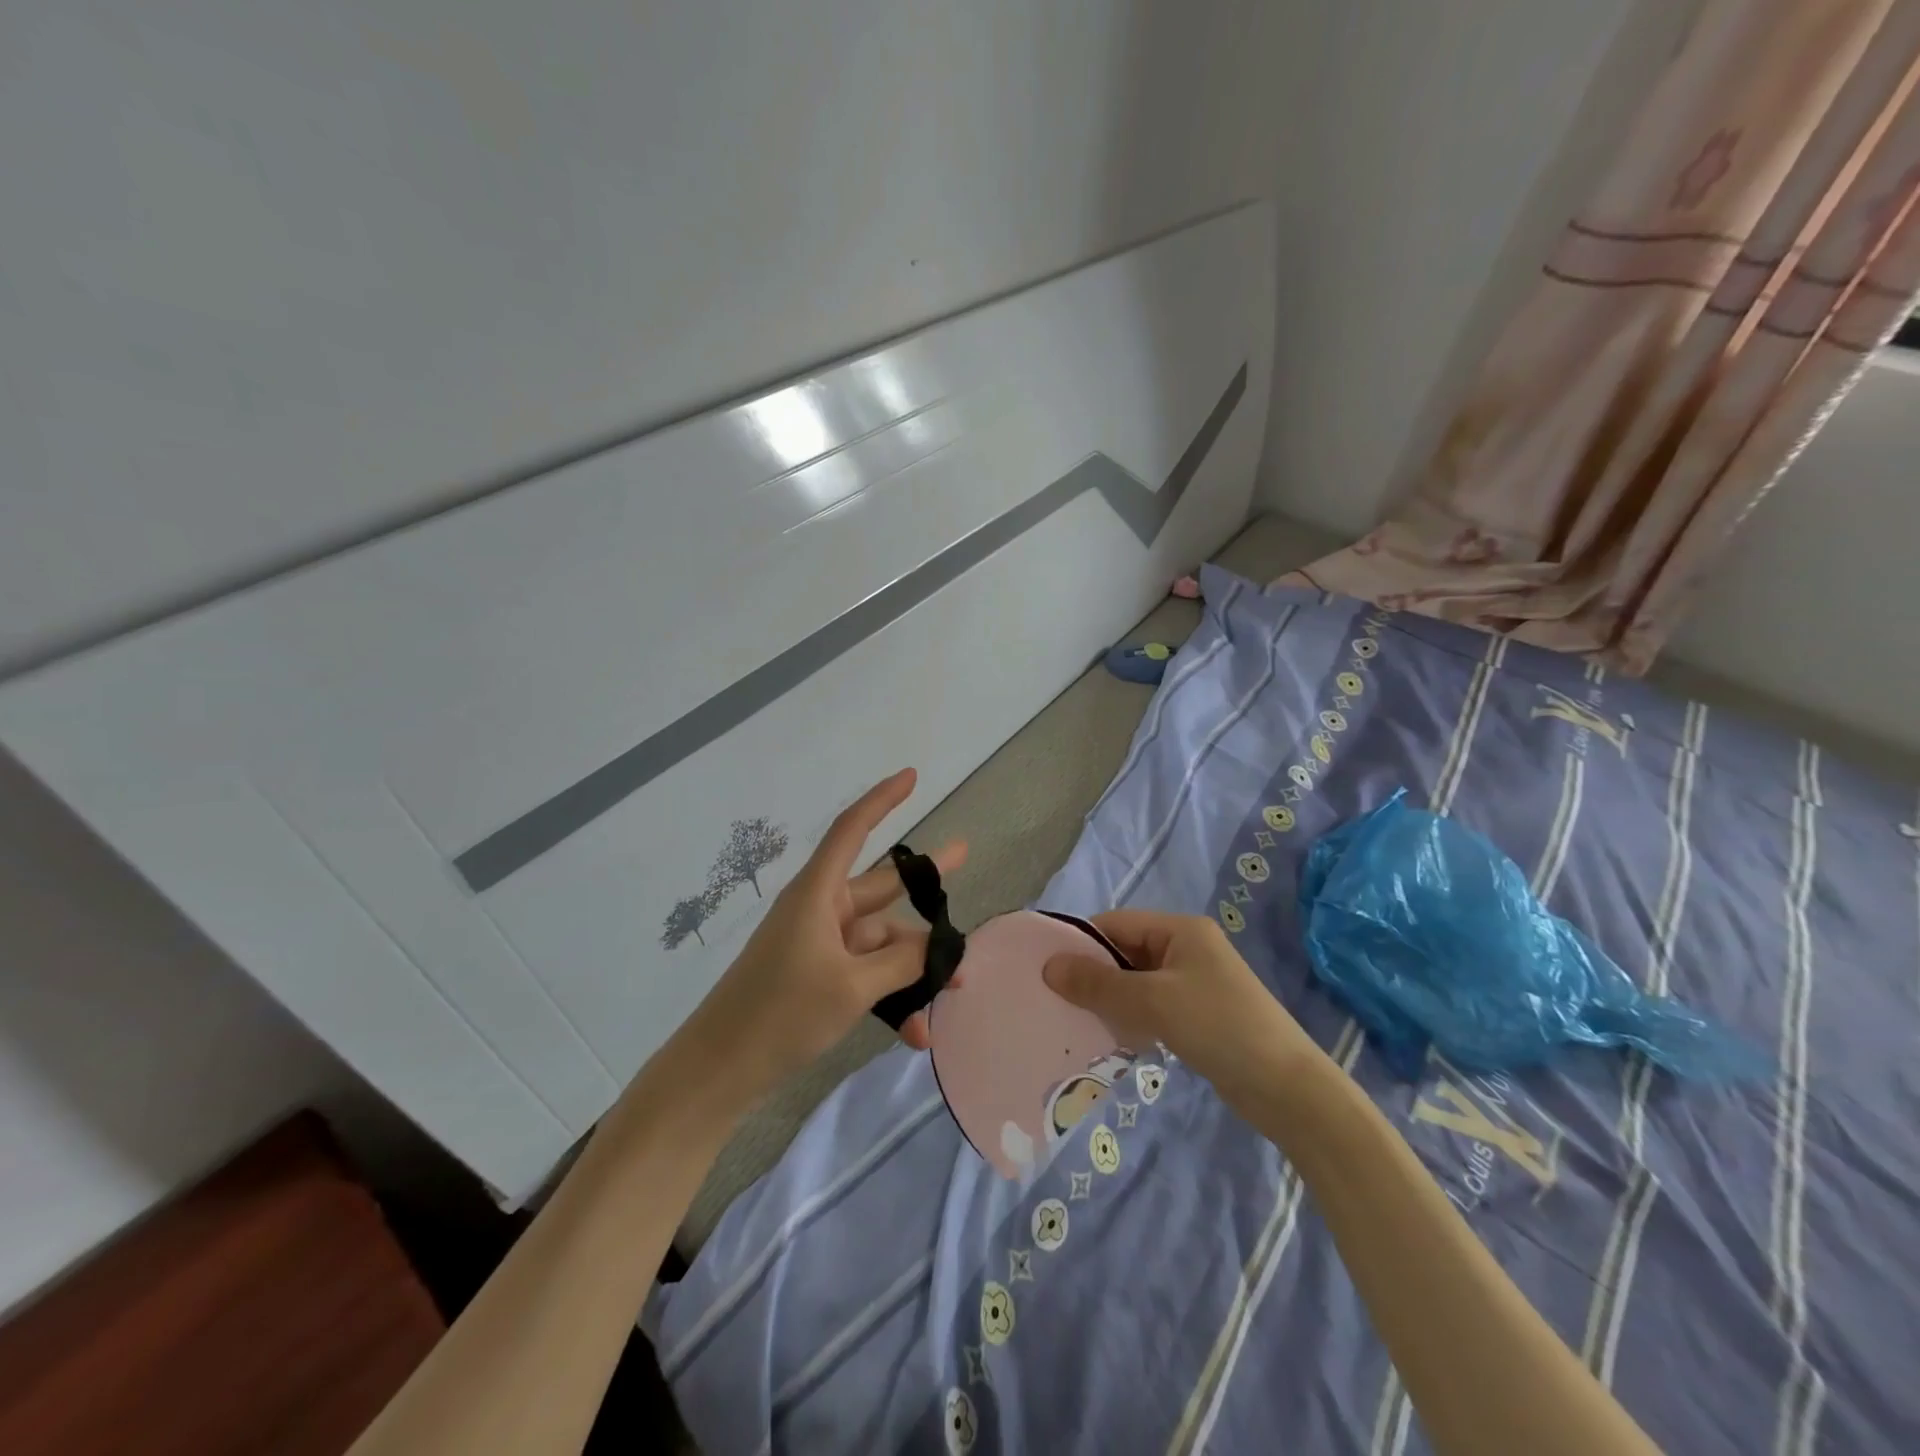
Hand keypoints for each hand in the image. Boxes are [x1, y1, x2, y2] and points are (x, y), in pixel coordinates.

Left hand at [683, 769, 964, 1100]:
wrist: (718, 1071)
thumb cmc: (780, 1014)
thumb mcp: (852, 987)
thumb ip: (902, 963)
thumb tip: (937, 947)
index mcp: (818, 894)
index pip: (852, 830)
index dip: (882, 799)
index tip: (911, 775)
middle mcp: (821, 911)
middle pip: (881, 889)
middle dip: (924, 887)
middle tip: (965, 857)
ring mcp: (819, 946)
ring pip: (880, 942)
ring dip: (912, 968)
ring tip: (953, 992)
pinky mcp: (817, 977)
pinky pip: (866, 975)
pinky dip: (890, 996)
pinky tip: (915, 1032)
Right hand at [1043, 909, 1319, 1109]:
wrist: (1287, 1088)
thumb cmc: (1218, 1027)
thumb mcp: (1152, 1001)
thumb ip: (1099, 983)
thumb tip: (1048, 966)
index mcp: (1180, 930)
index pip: (1116, 924)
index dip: (1081, 943)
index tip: (1047, 971)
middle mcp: (1187, 948)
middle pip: (1125, 952)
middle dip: (1093, 975)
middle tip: (1057, 1001)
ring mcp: (1195, 983)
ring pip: (1136, 982)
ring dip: (1110, 1000)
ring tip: (1078, 1023)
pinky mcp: (1199, 1015)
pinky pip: (1152, 1006)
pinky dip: (1131, 1018)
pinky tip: (1114, 1040)